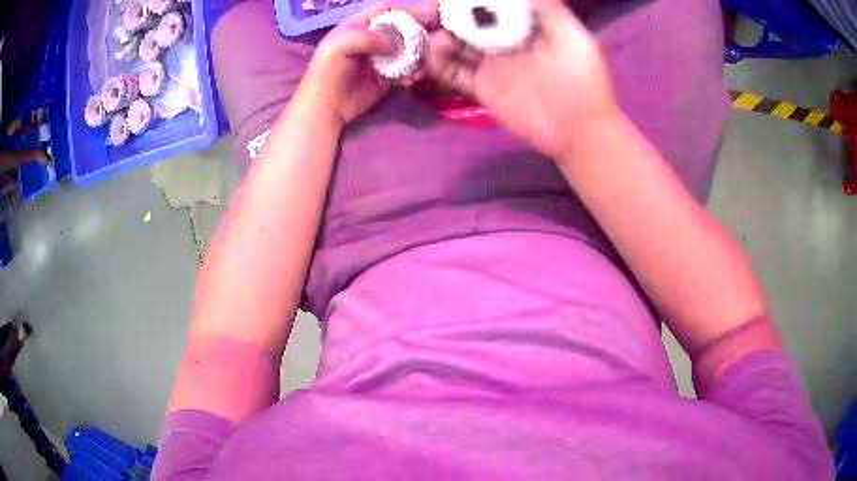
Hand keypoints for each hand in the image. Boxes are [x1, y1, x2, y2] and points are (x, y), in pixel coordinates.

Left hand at [298, 2, 438, 126]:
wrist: (326, 108)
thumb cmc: (327, 74)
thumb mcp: (338, 47)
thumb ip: (366, 38)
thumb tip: (395, 44)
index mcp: (358, 25)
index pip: (386, 9)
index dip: (405, 9)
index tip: (426, 15)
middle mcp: (372, 38)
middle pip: (401, 27)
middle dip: (417, 31)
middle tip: (433, 38)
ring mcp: (381, 57)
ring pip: (407, 47)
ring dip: (418, 53)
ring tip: (423, 62)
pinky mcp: (387, 75)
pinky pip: (406, 68)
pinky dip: (413, 71)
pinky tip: (413, 78)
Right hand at [425, 0, 617, 158]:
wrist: (578, 130)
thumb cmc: (583, 82)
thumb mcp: (574, 39)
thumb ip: (552, 11)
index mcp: (525, 28)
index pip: (494, 7)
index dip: (474, 1)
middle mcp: (504, 43)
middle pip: (470, 24)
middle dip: (449, 16)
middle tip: (430, 11)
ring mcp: (491, 65)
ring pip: (457, 46)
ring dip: (440, 37)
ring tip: (431, 33)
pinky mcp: (482, 88)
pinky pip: (453, 73)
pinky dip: (437, 64)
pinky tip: (428, 55)